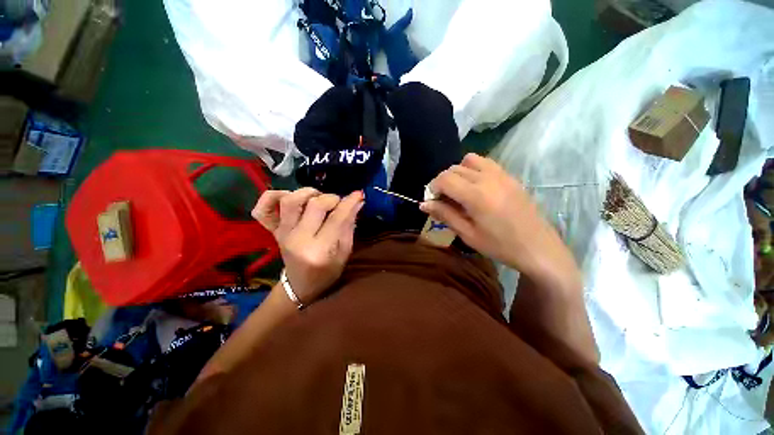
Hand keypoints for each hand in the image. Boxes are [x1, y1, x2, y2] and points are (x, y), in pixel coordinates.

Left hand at [252, 188, 363, 304]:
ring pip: (290, 201)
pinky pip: (262, 209)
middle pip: (314, 205)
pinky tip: (287, 196)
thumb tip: (357, 201)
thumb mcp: (344, 252)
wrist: (299, 285)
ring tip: (317, 199)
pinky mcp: (273, 231)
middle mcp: (298, 240)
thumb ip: (349, 226)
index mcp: (319, 250)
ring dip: (307, 194)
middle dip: (331, 198)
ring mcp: (282, 234)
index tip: (358, 194)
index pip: (336, 218)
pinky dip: (272, 196)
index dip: (349, 202)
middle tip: (338, 203)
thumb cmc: (327, 272)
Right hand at [421, 154, 576, 280]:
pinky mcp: (510, 176)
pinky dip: (473, 169)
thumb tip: (423, 204)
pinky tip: (476, 188)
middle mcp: (487, 178)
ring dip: (458, 172)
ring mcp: (501, 174)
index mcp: (476, 195)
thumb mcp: (468, 234)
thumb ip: (445, 215)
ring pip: (469, 160)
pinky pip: (485, 163)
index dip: (433, 188)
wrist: (539, 248)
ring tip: (459, 191)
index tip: (433, 201)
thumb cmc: (500, 246)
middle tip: (444, 200)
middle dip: (443, 181)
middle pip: (454, 168)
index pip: (444, 179)